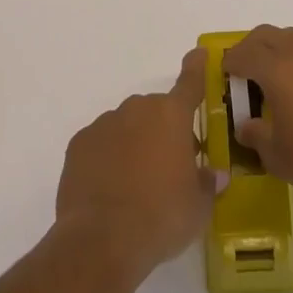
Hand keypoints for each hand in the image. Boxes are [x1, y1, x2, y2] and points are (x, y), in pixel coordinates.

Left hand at [55, 48, 218, 279]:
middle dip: (163, 130)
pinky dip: (107, 157)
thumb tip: (214, 174)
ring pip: (126, 126)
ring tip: (136, 185)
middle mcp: (138, 110)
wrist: (101, 240)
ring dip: (134, 143)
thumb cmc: (161, 217)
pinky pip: (101, 143)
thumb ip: (207, 184)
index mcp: (172, 116)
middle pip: (156, 111)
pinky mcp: (79, 144)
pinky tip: (109, 189)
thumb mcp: (198, 207)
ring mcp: (105, 124)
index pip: (189, 83)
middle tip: (169, 166)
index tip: (198, 53)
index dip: (196, 68)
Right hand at [222, 25, 292, 208]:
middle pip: (268, 34)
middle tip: (248, 69)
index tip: (226, 72)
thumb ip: (256, 136)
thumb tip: (246, 126)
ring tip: (285, 79)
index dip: (231, 61)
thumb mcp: (277, 156)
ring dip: (284, 51)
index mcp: (276, 69)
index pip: (243, 54)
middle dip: (253, 47)